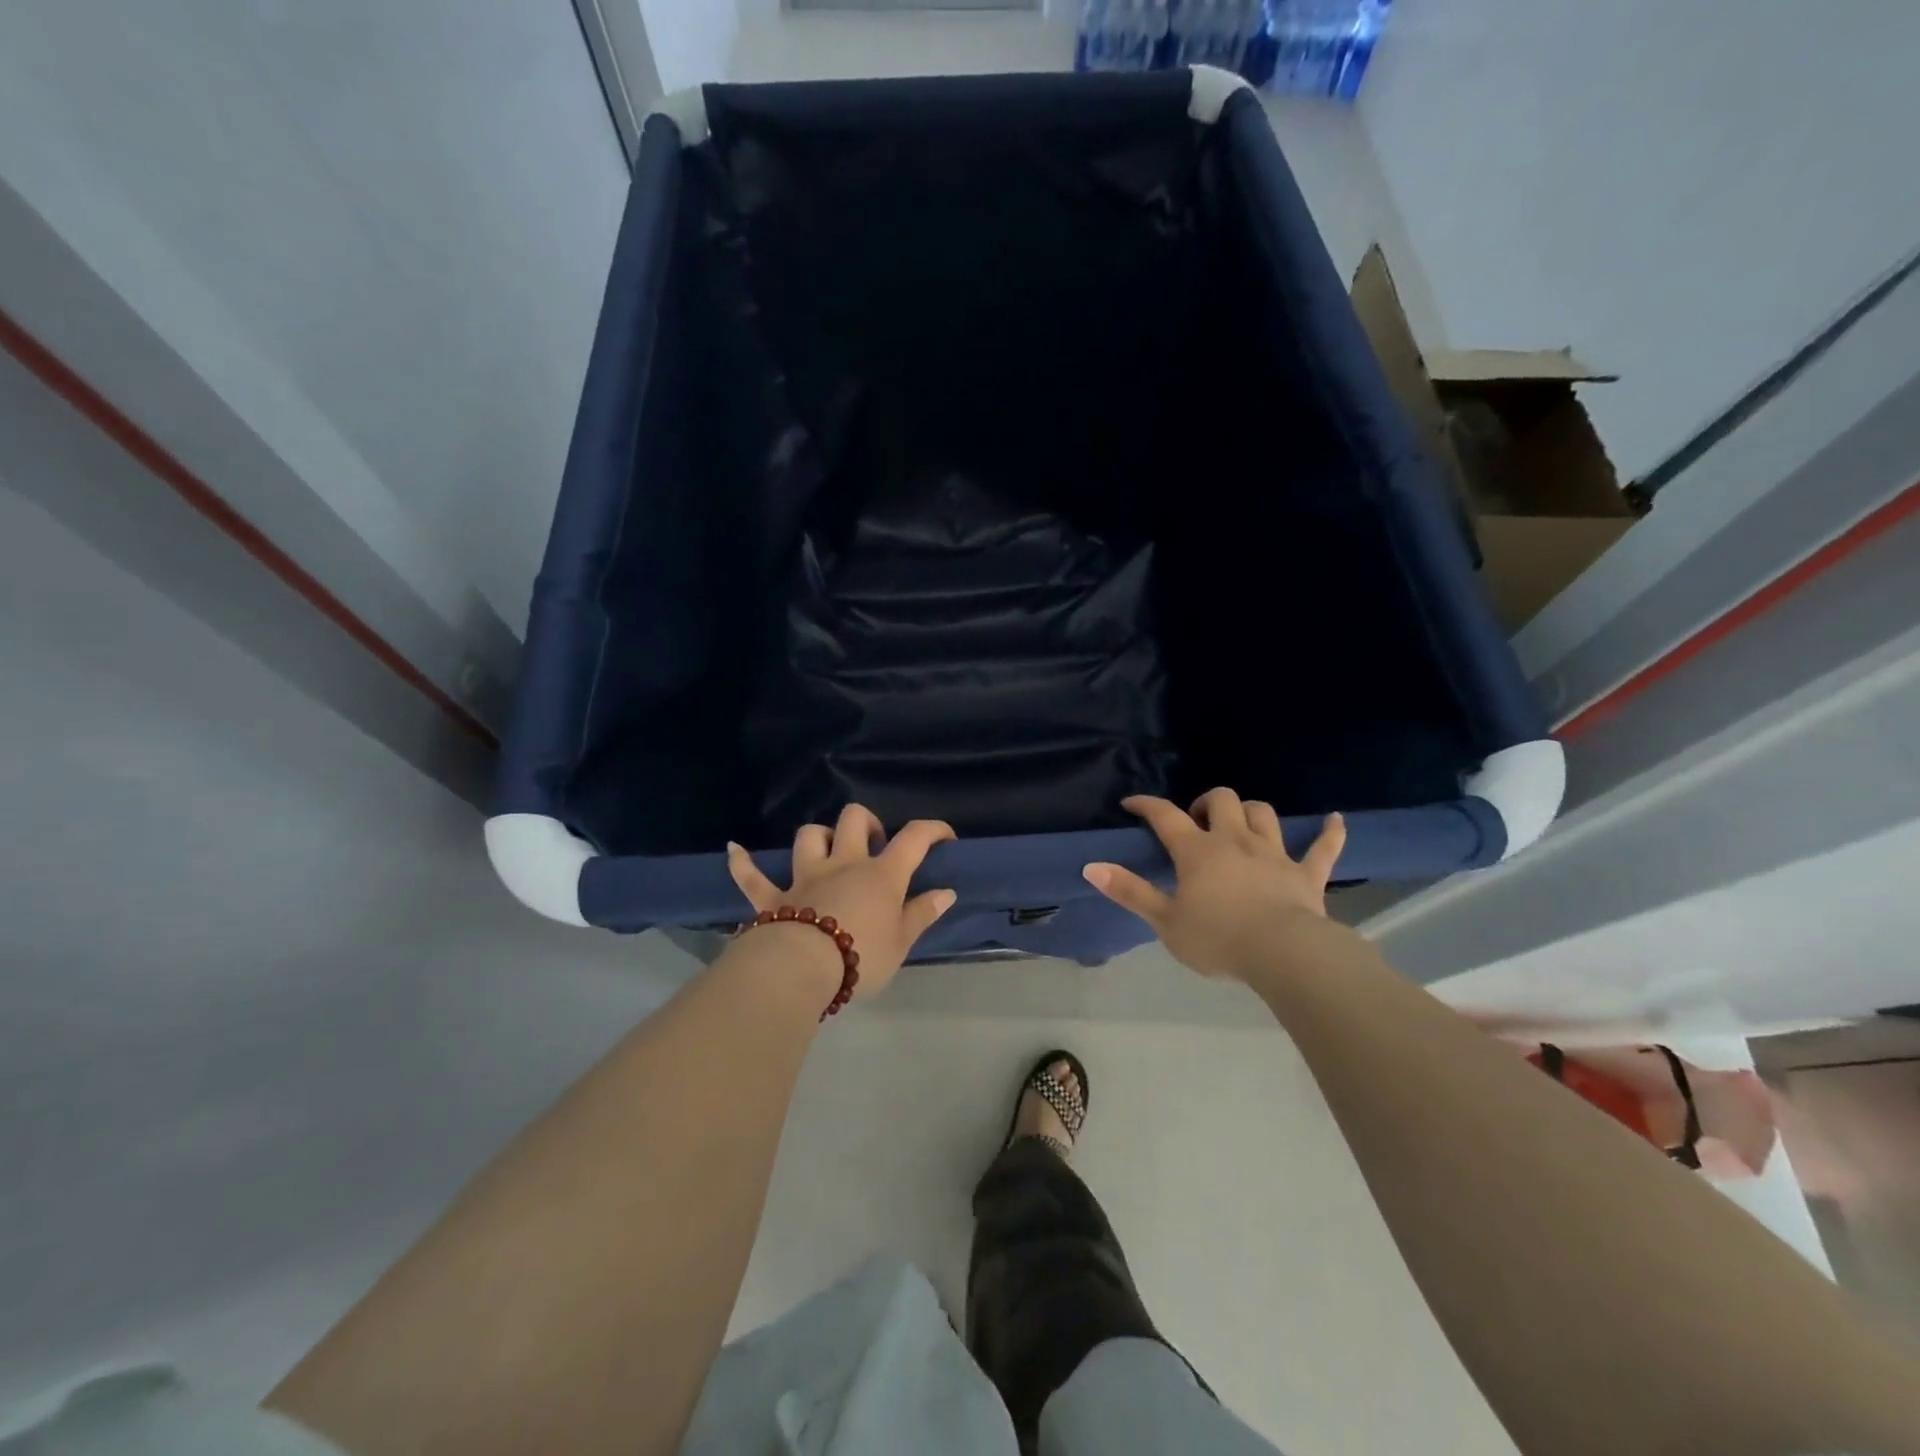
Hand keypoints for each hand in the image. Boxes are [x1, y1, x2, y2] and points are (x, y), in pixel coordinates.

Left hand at [726, 804, 957, 1000]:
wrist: (802, 969)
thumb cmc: (861, 957)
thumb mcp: (901, 942)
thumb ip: (922, 914)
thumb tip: (946, 892)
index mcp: (880, 875)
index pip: (913, 839)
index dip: (932, 830)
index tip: (945, 836)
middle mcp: (843, 864)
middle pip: (853, 820)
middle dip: (866, 823)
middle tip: (874, 846)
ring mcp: (805, 876)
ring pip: (810, 836)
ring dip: (819, 837)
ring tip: (828, 851)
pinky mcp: (772, 897)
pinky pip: (752, 876)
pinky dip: (743, 863)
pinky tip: (735, 851)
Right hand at [1082, 789, 1346, 981]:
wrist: (1284, 955)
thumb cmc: (1218, 939)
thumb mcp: (1165, 921)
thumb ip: (1129, 891)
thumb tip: (1091, 866)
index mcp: (1197, 851)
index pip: (1165, 816)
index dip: (1146, 805)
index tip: (1132, 803)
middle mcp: (1234, 841)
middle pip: (1221, 801)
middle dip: (1206, 803)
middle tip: (1196, 822)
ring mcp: (1274, 854)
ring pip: (1263, 814)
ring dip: (1249, 812)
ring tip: (1240, 824)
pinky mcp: (1306, 874)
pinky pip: (1323, 847)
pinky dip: (1329, 833)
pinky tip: (1335, 820)